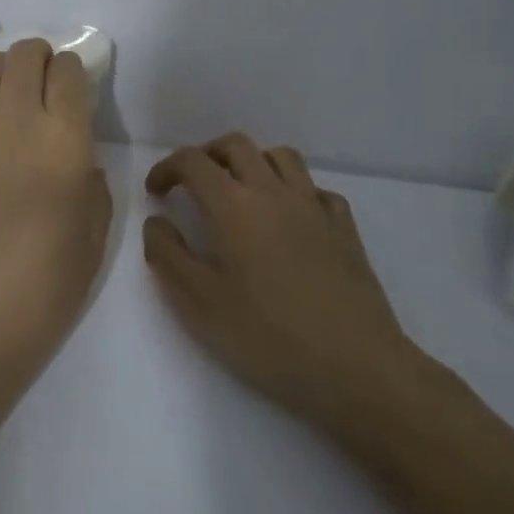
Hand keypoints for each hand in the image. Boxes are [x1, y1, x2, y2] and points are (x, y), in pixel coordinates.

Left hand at [0, 39, 112, 397]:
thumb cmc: (39, 290)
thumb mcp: (92, 242)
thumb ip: (93, 188)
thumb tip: (80, 163)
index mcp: (63, 140)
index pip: (68, 71)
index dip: (74, 72)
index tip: (76, 92)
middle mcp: (15, 119)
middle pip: (25, 53)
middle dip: (41, 59)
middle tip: (47, 90)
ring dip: (8, 71)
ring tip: (15, 103)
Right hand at [143, 134, 430, 446]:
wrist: (357, 368)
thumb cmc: (269, 337)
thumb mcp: (199, 304)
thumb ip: (168, 255)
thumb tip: (157, 221)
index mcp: (234, 206)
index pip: (193, 162)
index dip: (167, 168)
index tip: (155, 192)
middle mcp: (274, 192)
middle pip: (236, 145)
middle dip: (207, 155)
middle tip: (192, 184)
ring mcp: (315, 207)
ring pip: (280, 156)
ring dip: (252, 162)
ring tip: (240, 192)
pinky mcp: (345, 228)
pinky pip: (315, 188)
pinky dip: (294, 190)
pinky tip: (289, 219)